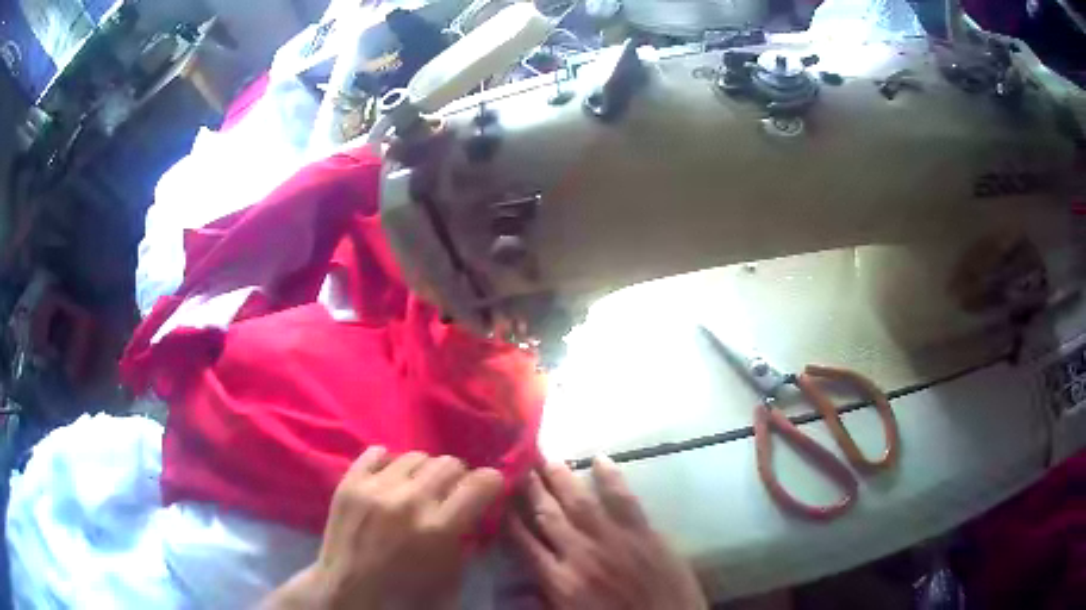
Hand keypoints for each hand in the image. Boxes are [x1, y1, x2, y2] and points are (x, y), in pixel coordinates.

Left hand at [263, 447, 502, 609]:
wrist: (347, 591)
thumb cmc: (405, 592)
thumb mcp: (451, 575)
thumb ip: (466, 537)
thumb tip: (476, 507)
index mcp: (438, 529)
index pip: (481, 482)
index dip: (490, 482)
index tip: (486, 489)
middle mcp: (408, 501)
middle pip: (449, 463)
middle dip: (457, 478)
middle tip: (449, 494)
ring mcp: (375, 488)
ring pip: (415, 455)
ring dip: (423, 472)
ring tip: (416, 489)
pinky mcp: (349, 482)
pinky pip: (377, 452)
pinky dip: (389, 463)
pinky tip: (389, 481)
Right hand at [508, 457, 706, 609]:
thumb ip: (543, 598)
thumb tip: (514, 587)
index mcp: (559, 581)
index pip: (523, 542)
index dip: (508, 517)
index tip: (497, 495)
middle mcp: (580, 554)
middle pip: (548, 515)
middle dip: (529, 488)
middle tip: (516, 463)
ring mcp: (614, 540)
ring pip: (580, 502)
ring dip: (561, 478)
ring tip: (545, 457)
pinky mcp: (645, 533)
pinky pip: (624, 500)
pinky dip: (612, 478)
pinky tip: (599, 459)